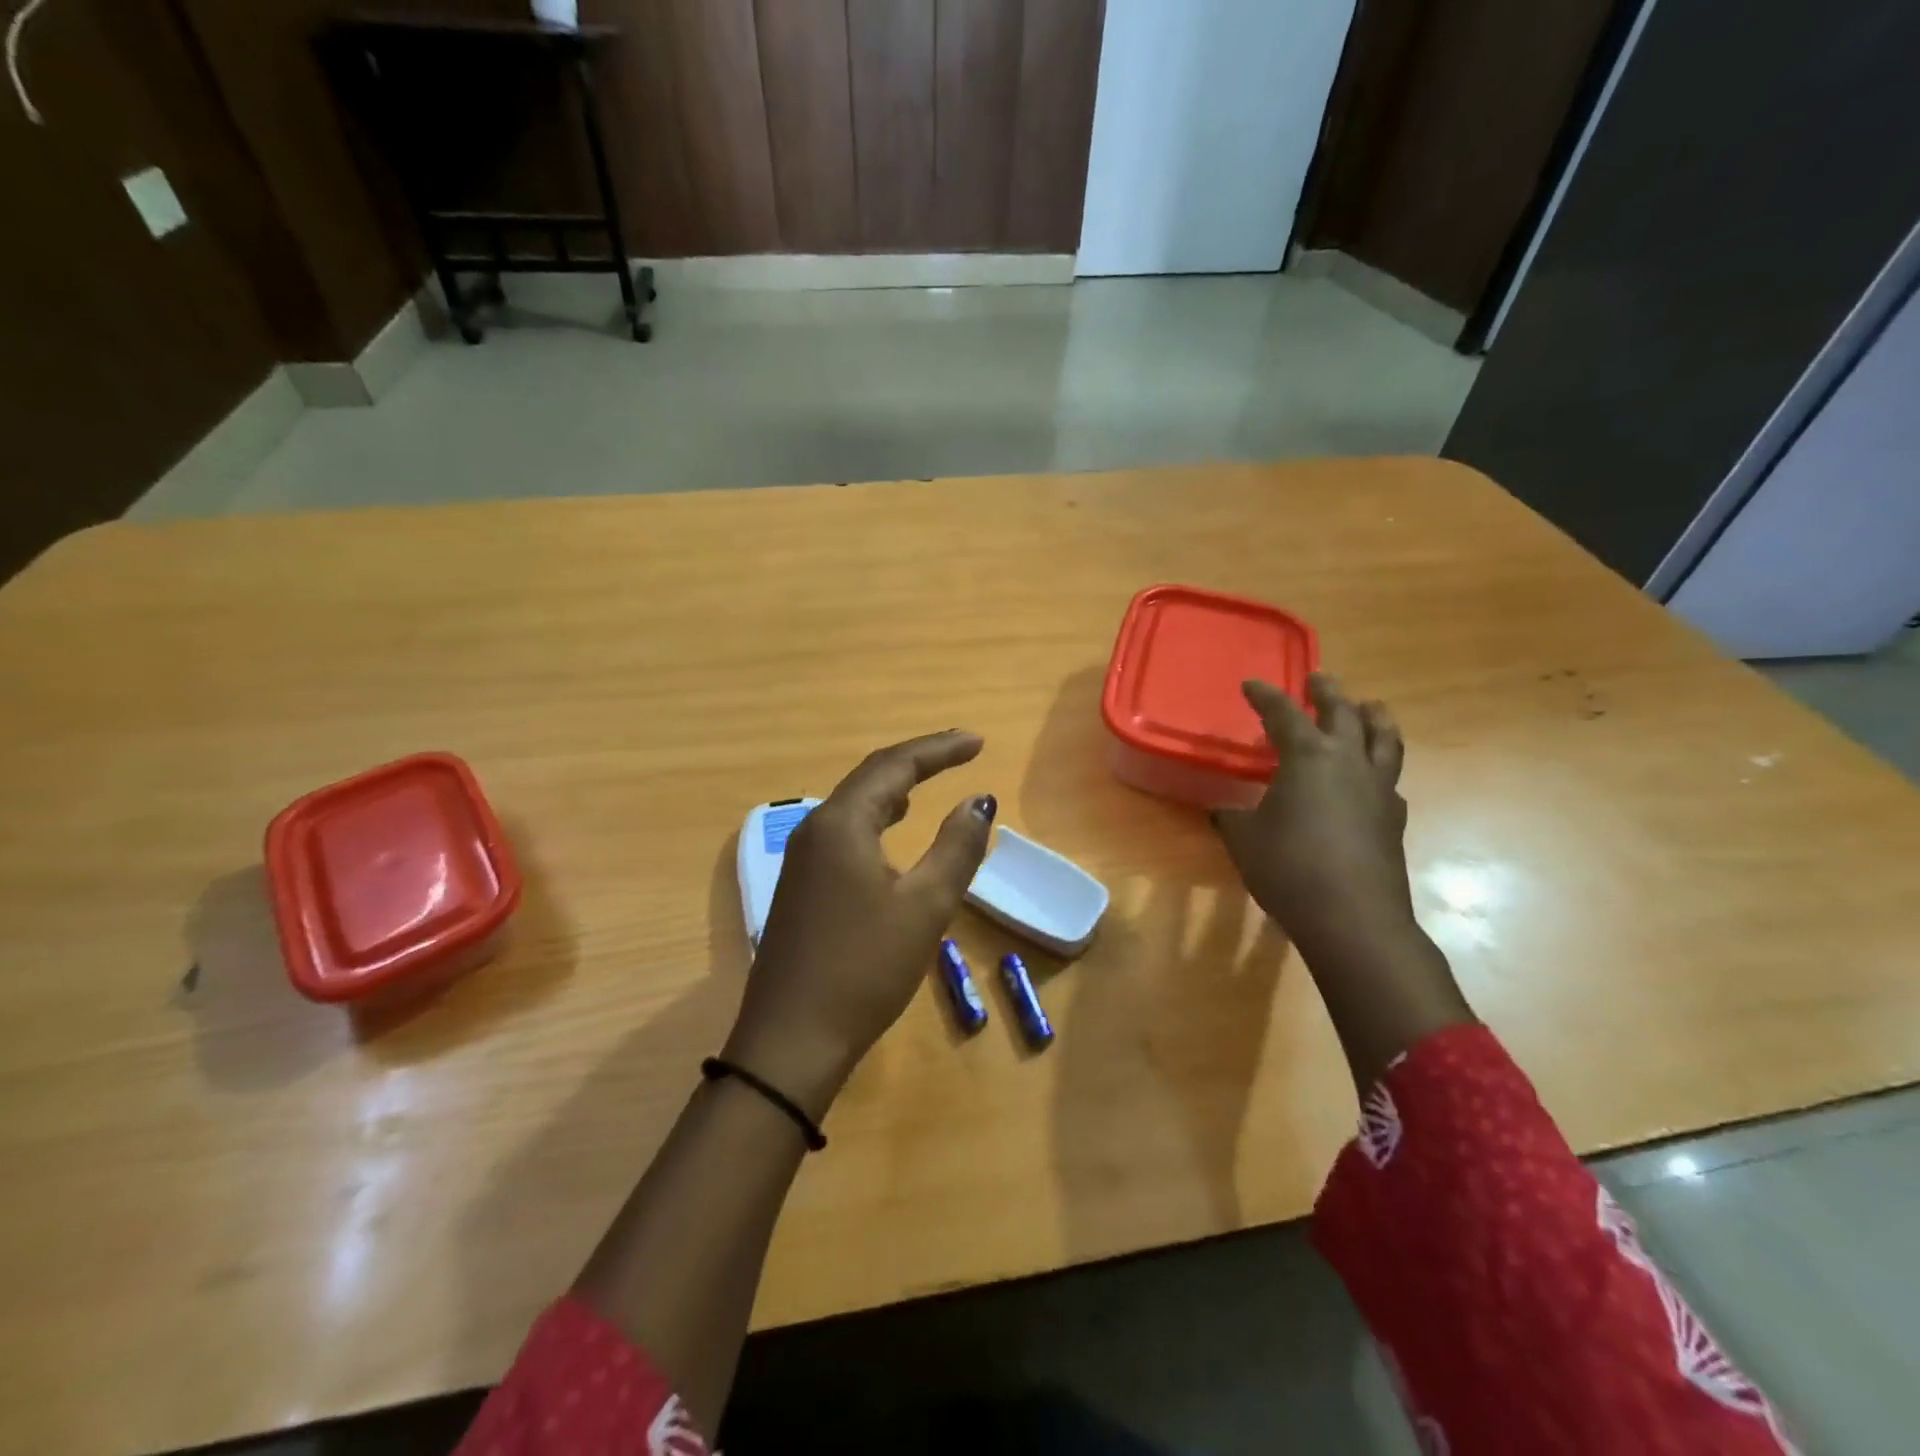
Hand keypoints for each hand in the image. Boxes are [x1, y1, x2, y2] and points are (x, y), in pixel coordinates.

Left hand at [722, 731, 996, 1117]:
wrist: (790, 1040)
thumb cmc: (865, 968)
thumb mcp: (925, 906)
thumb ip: (956, 848)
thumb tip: (979, 801)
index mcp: (842, 824)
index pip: (895, 765)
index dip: (939, 749)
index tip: (977, 742)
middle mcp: (815, 830)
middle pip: (871, 777)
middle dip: (918, 760)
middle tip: (961, 752)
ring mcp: (802, 859)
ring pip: (854, 805)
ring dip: (894, 788)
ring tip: (930, 780)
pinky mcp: (801, 886)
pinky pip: (843, 831)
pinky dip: (876, 818)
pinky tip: (890, 830)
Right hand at [1213, 673, 1417, 962]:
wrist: (1352, 918)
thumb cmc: (1288, 867)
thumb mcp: (1243, 839)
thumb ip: (1232, 818)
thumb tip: (1223, 812)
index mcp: (1308, 756)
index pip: (1284, 714)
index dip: (1265, 696)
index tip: (1251, 684)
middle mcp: (1349, 762)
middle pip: (1343, 714)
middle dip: (1328, 693)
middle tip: (1319, 679)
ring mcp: (1378, 790)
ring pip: (1384, 739)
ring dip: (1373, 718)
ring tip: (1369, 707)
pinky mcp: (1394, 820)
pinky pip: (1389, 779)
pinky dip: (1378, 766)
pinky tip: (1370, 777)